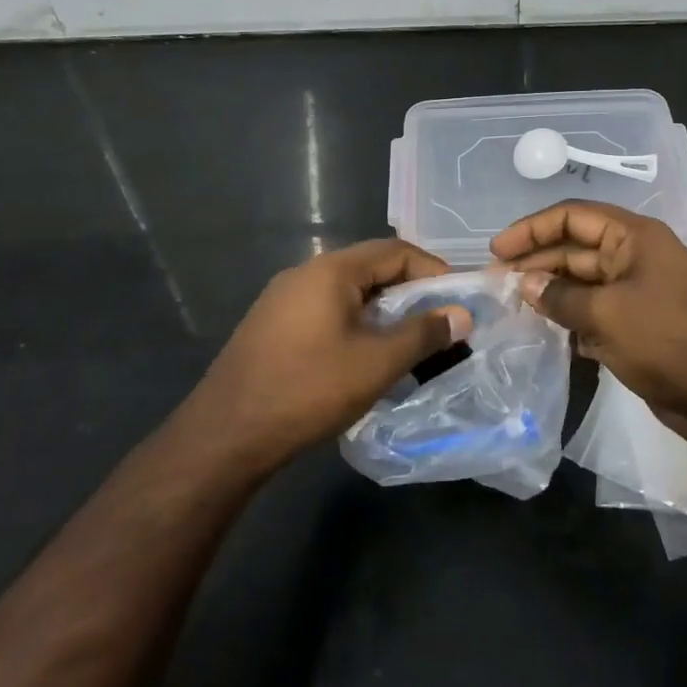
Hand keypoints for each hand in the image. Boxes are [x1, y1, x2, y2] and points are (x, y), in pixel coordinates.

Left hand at [188, 239, 470, 475]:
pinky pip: (327, 311)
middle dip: (411, 293)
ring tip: (408, 344)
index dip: (433, 270)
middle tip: (439, 324)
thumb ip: (424, 334)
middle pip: (371, 269)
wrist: (225, 436)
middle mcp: (305, 273)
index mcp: (331, 270)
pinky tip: (365, 358)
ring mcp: (283, 300)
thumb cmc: (308, 390)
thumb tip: (461, 314)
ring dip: (384, 312)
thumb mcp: (377, 363)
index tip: (457, 300)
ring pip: (349, 293)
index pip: (395, 251)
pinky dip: (356, 325)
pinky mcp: (272, 327)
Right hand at [490, 201, 686, 431]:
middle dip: (536, 262)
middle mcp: (633, 256)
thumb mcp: (606, 314)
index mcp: (633, 237)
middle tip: (495, 284)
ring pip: (581, 282)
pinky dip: (568, 318)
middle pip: (574, 248)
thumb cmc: (667, 340)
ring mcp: (636, 291)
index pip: (572, 216)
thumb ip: (560, 297)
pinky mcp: (636, 324)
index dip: (531, 229)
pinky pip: (593, 311)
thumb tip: (525, 284)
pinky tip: (542, 332)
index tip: (496, 251)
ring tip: (510, 307)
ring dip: (549, 292)